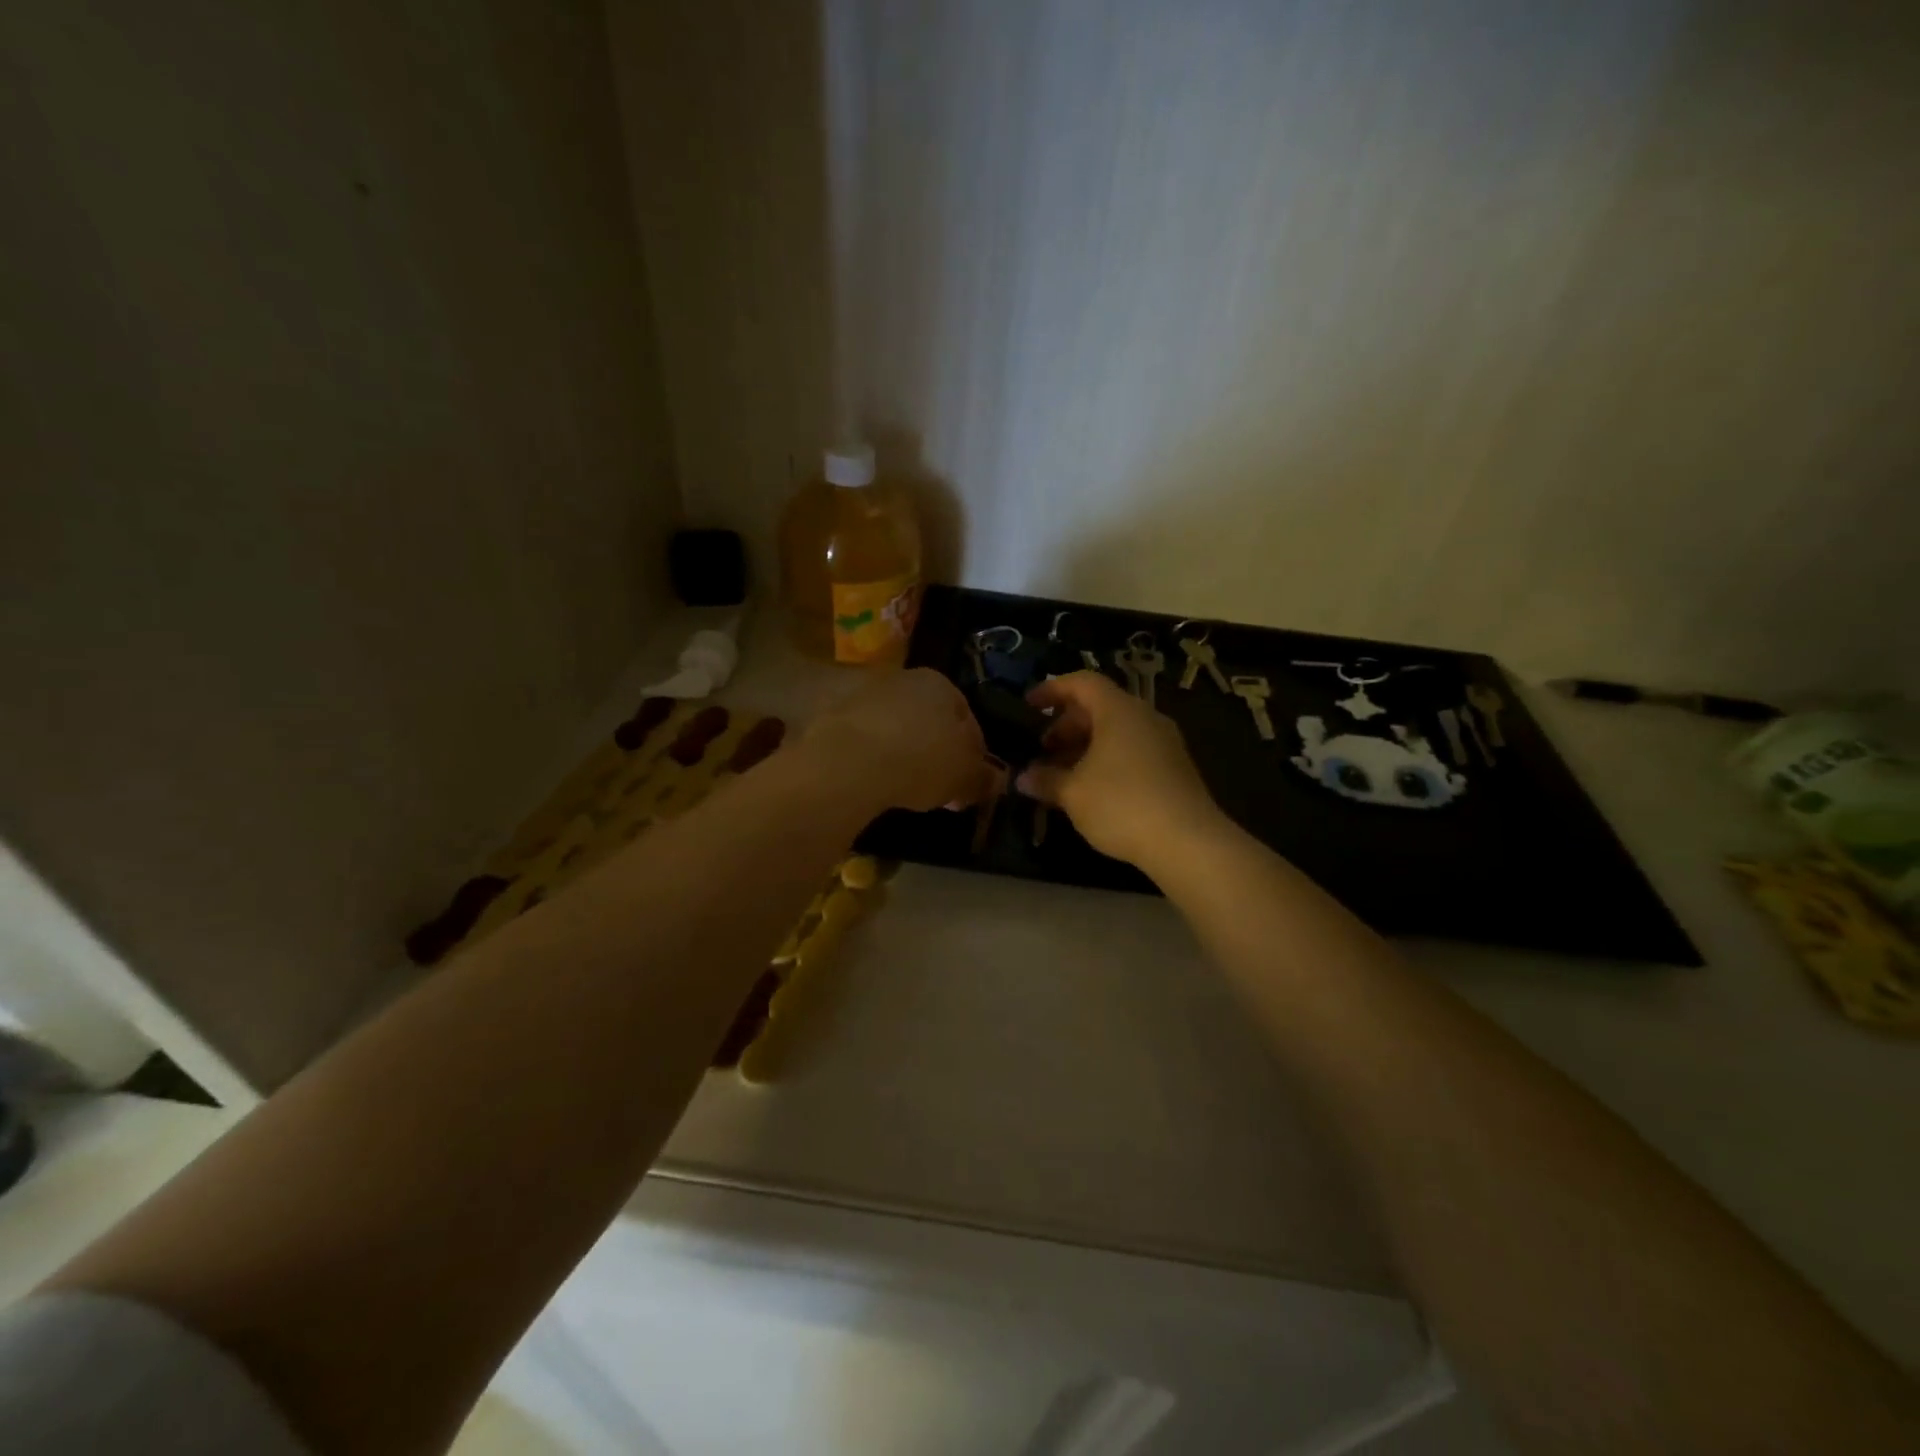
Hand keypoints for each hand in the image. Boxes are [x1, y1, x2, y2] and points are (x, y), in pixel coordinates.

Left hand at [801, 668, 993, 812]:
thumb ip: (984, 778)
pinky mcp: (831, 714)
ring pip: (894, 728)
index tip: (969, 782)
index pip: (967, 718)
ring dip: (902, 753)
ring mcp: (863, 693)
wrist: (847, 763)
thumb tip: (996, 780)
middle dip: (936, 752)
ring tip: (903, 788)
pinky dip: (871, 757)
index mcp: (940, 683)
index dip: (973, 754)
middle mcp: (902, 678)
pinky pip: (863, 740)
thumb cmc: (920, 761)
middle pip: (928, 720)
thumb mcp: (965, 777)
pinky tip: (873, 782)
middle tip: (939, 789)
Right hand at [1018, 672, 1226, 867]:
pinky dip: (1107, 759)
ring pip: (1117, 731)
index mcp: (1118, 710)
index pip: (1082, 682)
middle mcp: (1144, 717)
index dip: (1052, 689)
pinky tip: (1093, 789)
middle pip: (1099, 707)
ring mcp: (1164, 742)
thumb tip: (1023, 778)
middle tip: (1043, 749)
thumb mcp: (1073, 793)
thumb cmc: (1121, 804)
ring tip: (1063, 773)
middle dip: (1066, 725)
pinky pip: (1132, 750)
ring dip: (1085, 746)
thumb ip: (1045, 780)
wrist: (1188, 842)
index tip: (1029, 706)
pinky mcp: (1174, 768)